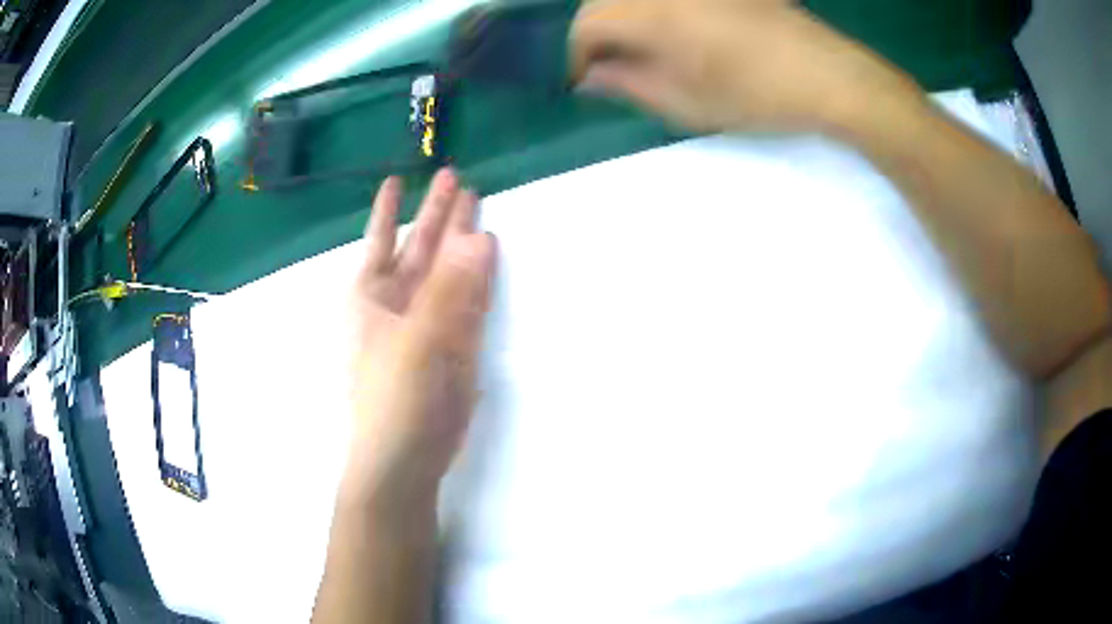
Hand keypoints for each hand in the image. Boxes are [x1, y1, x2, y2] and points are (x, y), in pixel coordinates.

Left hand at [344, 168, 496, 511]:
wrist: (406, 458)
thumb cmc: (394, 397)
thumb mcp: (417, 339)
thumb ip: (449, 290)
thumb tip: (479, 236)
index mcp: (372, 295)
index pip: (382, 239)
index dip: (389, 209)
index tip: (397, 179)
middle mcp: (398, 302)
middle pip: (420, 247)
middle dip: (437, 215)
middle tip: (456, 178)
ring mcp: (428, 322)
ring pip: (447, 271)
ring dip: (461, 241)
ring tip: (477, 204)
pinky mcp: (453, 344)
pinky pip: (468, 300)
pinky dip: (478, 277)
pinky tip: (488, 254)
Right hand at [570, 0, 922, 134]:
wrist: (827, 74)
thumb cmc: (758, 94)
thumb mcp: (686, 102)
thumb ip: (628, 84)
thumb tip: (590, 76)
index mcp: (651, 12)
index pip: (586, 24)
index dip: (575, 55)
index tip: (582, 83)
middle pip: (604, 1)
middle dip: (596, 33)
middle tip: (607, 66)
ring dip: (624, 18)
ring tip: (638, 51)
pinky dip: (654, 10)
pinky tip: (672, 31)